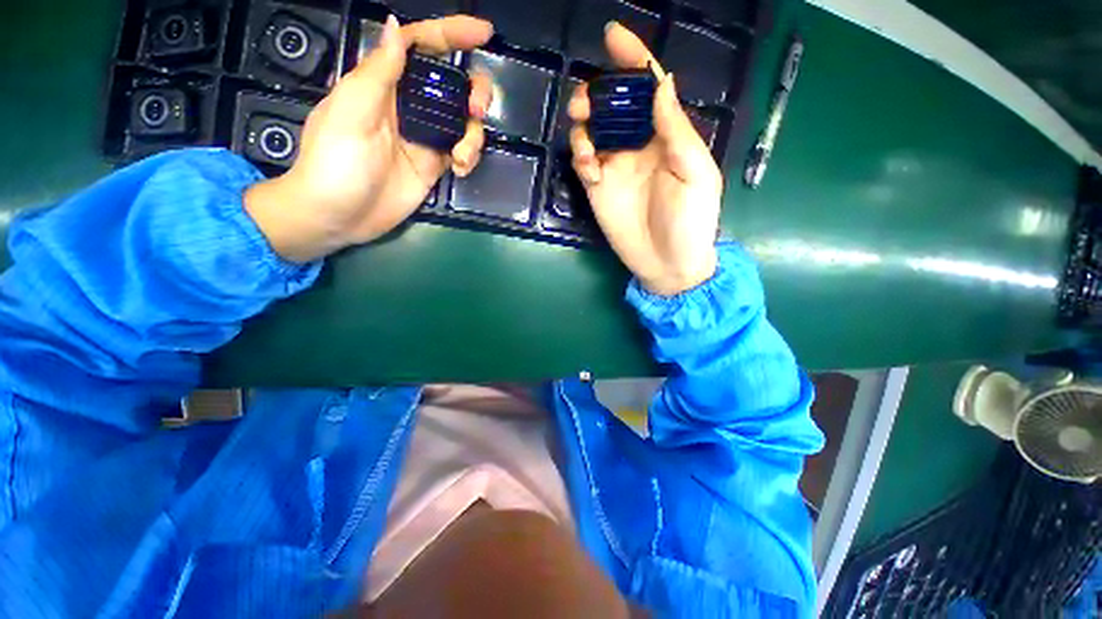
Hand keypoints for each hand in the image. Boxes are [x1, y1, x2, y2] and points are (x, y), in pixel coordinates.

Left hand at [245, 15, 493, 262]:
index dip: (451, 34)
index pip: (421, 47)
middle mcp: (409, 105)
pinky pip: (463, 151)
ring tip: (462, 158)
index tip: (484, 33)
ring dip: (473, 135)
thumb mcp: (352, 111)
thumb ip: (378, 71)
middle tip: (476, 112)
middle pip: (453, 84)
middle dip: (474, 92)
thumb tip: (397, 26)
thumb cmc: (335, 162)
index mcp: (384, 84)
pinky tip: (461, 170)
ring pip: (464, 121)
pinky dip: (469, 157)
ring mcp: (425, 137)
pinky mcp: (435, 164)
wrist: (339, 215)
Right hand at [569, 23, 720, 295]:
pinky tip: (588, 168)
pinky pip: (582, 161)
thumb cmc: (691, 222)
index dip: (633, 60)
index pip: (649, 89)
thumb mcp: (696, 175)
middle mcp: (638, 145)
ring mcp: (615, 167)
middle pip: (613, 105)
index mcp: (666, 136)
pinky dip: (580, 156)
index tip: (613, 35)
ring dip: (583, 124)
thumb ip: (677, 131)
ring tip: (585, 137)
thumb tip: (662, 84)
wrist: (667, 264)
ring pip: (592, 130)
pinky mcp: (598, 189)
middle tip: (586, 103)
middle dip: (597, 93)